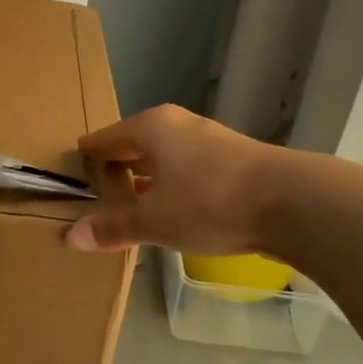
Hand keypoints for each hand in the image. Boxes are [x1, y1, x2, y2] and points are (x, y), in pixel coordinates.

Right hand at [67, 104, 281, 253]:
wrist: (293, 203)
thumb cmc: (210, 202)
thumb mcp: (154, 220)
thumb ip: (113, 227)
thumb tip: (71, 237)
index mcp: (151, 128)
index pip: (104, 139)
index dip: (86, 158)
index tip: (70, 176)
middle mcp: (178, 126)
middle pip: (134, 145)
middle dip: (115, 170)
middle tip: (94, 196)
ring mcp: (209, 141)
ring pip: (163, 159)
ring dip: (146, 181)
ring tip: (128, 207)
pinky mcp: (234, 162)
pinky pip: (187, 172)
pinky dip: (172, 188)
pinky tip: (171, 212)